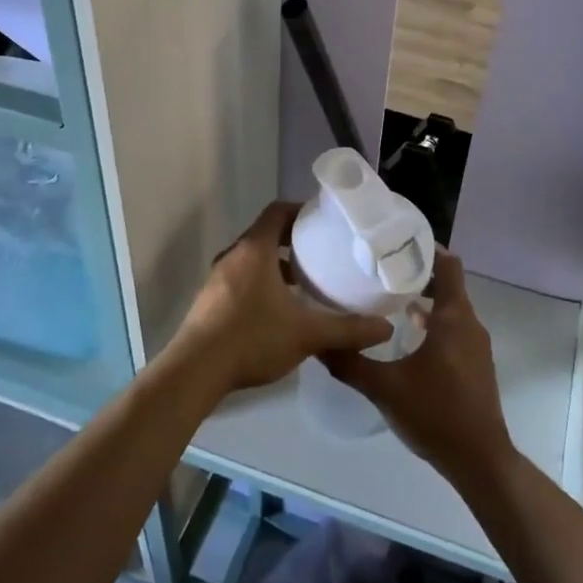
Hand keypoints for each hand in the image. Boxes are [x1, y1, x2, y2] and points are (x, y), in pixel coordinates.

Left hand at [168, 201, 391, 395]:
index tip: (324, 220)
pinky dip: (261, 283)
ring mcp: (217, 279)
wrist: (195, 371)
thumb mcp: (307, 333)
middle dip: (293, 240)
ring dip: (276, 265)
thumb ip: (348, 329)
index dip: (301, 211)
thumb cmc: (252, 338)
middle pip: (265, 234)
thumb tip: (387, 329)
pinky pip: (241, 279)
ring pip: (252, 260)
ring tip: (305, 282)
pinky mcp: (210, 301)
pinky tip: (279, 310)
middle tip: (322, 252)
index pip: (277, 211)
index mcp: (254, 249)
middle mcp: (233, 256)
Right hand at [324, 249, 517, 490]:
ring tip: (387, 298)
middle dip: (417, 273)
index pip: (448, 265)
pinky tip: (405, 335)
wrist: (479, 460)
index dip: (426, 249)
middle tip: (381, 269)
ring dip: (424, 299)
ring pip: (450, 308)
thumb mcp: (384, 388)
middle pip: (447, 284)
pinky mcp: (474, 363)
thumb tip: (317, 341)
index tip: (396, 242)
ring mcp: (475, 345)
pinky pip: (454, 328)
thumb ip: (350, 363)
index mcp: (454, 318)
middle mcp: (469, 324)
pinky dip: (433, 322)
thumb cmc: (435, 414)